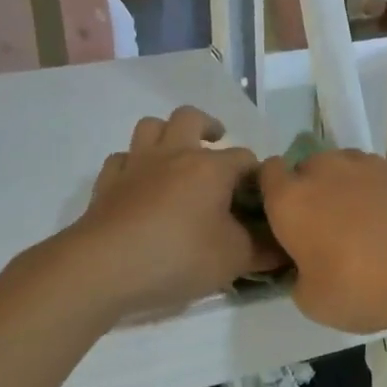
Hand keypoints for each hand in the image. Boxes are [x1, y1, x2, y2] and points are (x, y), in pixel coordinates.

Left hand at [64, 106, 282, 318]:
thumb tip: (284, 248)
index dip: (256, 175)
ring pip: (150, 127)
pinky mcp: (107, 183)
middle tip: (216, 144)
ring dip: (166, 134)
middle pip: (190, 118)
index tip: (261, 197)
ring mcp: (136, 165)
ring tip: (176, 155)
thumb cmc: (177, 257)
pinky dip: (133, 165)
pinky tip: (138, 184)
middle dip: (208, 126)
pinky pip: (121, 159)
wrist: (103, 268)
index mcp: (210, 168)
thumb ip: (262, 251)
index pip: (245, 159)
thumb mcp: (233, 260)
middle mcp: (173, 154)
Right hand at [258, 149, 386, 333]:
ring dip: (347, 189)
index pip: (266, 174)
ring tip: (365, 227)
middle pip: (307, 169)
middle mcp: (323, 170)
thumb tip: (308, 270)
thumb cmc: (361, 285)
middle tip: (325, 231)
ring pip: (344, 169)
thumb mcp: (313, 302)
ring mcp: (365, 165)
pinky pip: (379, 178)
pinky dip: (381, 195)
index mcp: (289, 199)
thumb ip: (301, 279)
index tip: (283, 221)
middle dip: (312, 192)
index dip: (272, 193)